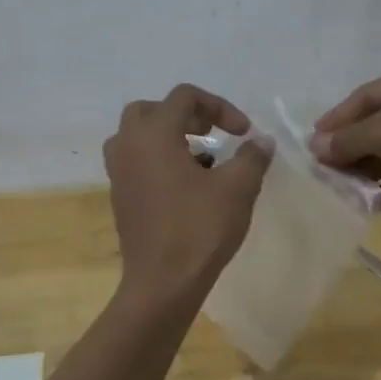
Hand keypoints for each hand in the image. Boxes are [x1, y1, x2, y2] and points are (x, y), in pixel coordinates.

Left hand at [103, 84, 271, 304]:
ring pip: (138, 136)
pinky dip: (158, 159)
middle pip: (152, 110)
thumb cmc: (199, 229)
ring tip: (200, 157)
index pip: (184, 97)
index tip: (243, 132)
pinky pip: (136, 162)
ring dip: (169, 137)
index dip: (219, 106)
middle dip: (186, 115)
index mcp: (153, 135)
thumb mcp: (237, 188)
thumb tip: (261, 141)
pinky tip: (186, 185)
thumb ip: (252, 157)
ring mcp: (118, 173)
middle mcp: (127, 146)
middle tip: (212, 132)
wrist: (163, 283)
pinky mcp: (120, 197)